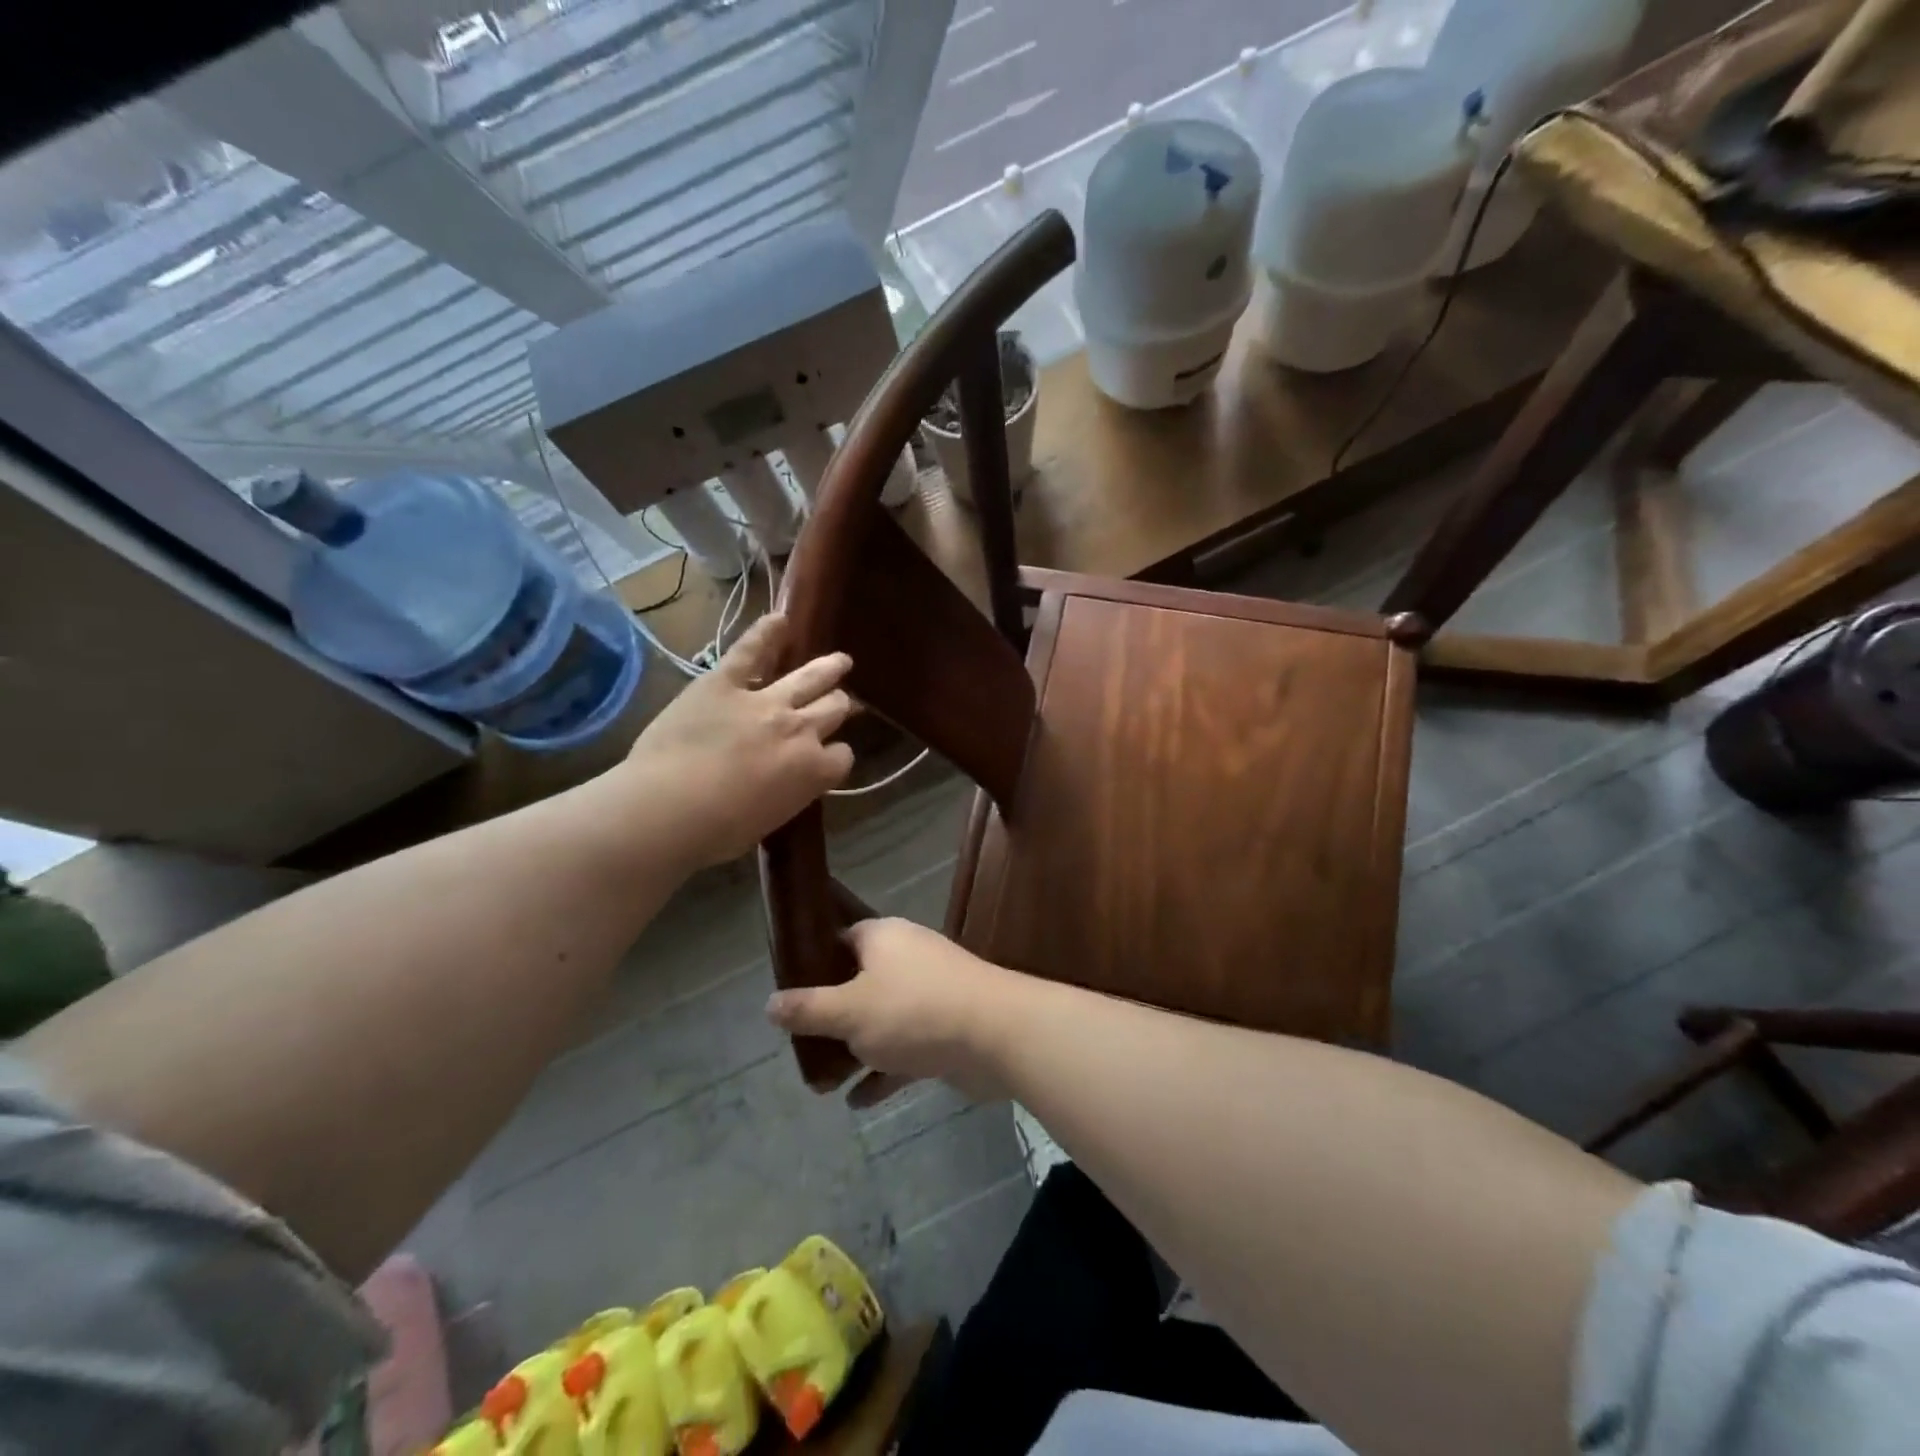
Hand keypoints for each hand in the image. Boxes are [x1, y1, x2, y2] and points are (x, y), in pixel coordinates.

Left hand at [624, 614, 853, 869]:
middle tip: (840, 703)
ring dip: (828, 668)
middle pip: (834, 708)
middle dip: (839, 705)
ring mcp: (764, 701)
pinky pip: (751, 651)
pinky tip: (780, 620)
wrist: (669, 808)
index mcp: (812, 769)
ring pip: (810, 677)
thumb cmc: (717, 831)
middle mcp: (800, 729)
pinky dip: (767, 633)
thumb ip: (788, 793)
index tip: (827, 757)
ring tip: (839, 662)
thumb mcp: (769, 820)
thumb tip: (787, 782)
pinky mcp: (725, 682)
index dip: (836, 755)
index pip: (843, 756)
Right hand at [765, 918, 1029, 1101]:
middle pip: (858, 983)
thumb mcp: (849, 1011)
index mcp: (883, 939)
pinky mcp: (945, 1029)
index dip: (813, 963)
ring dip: (855, 1049)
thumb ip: (808, 1008)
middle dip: (831, 1017)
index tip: (789, 994)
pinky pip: (905, 1049)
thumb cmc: (914, 1011)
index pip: (840, 940)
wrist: (996, 1034)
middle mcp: (906, 959)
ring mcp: (929, 994)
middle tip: (801, 1044)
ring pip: (881, 1020)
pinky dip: (883, 1071)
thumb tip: (769, 1004)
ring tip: (822, 1081)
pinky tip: (857, 1102)